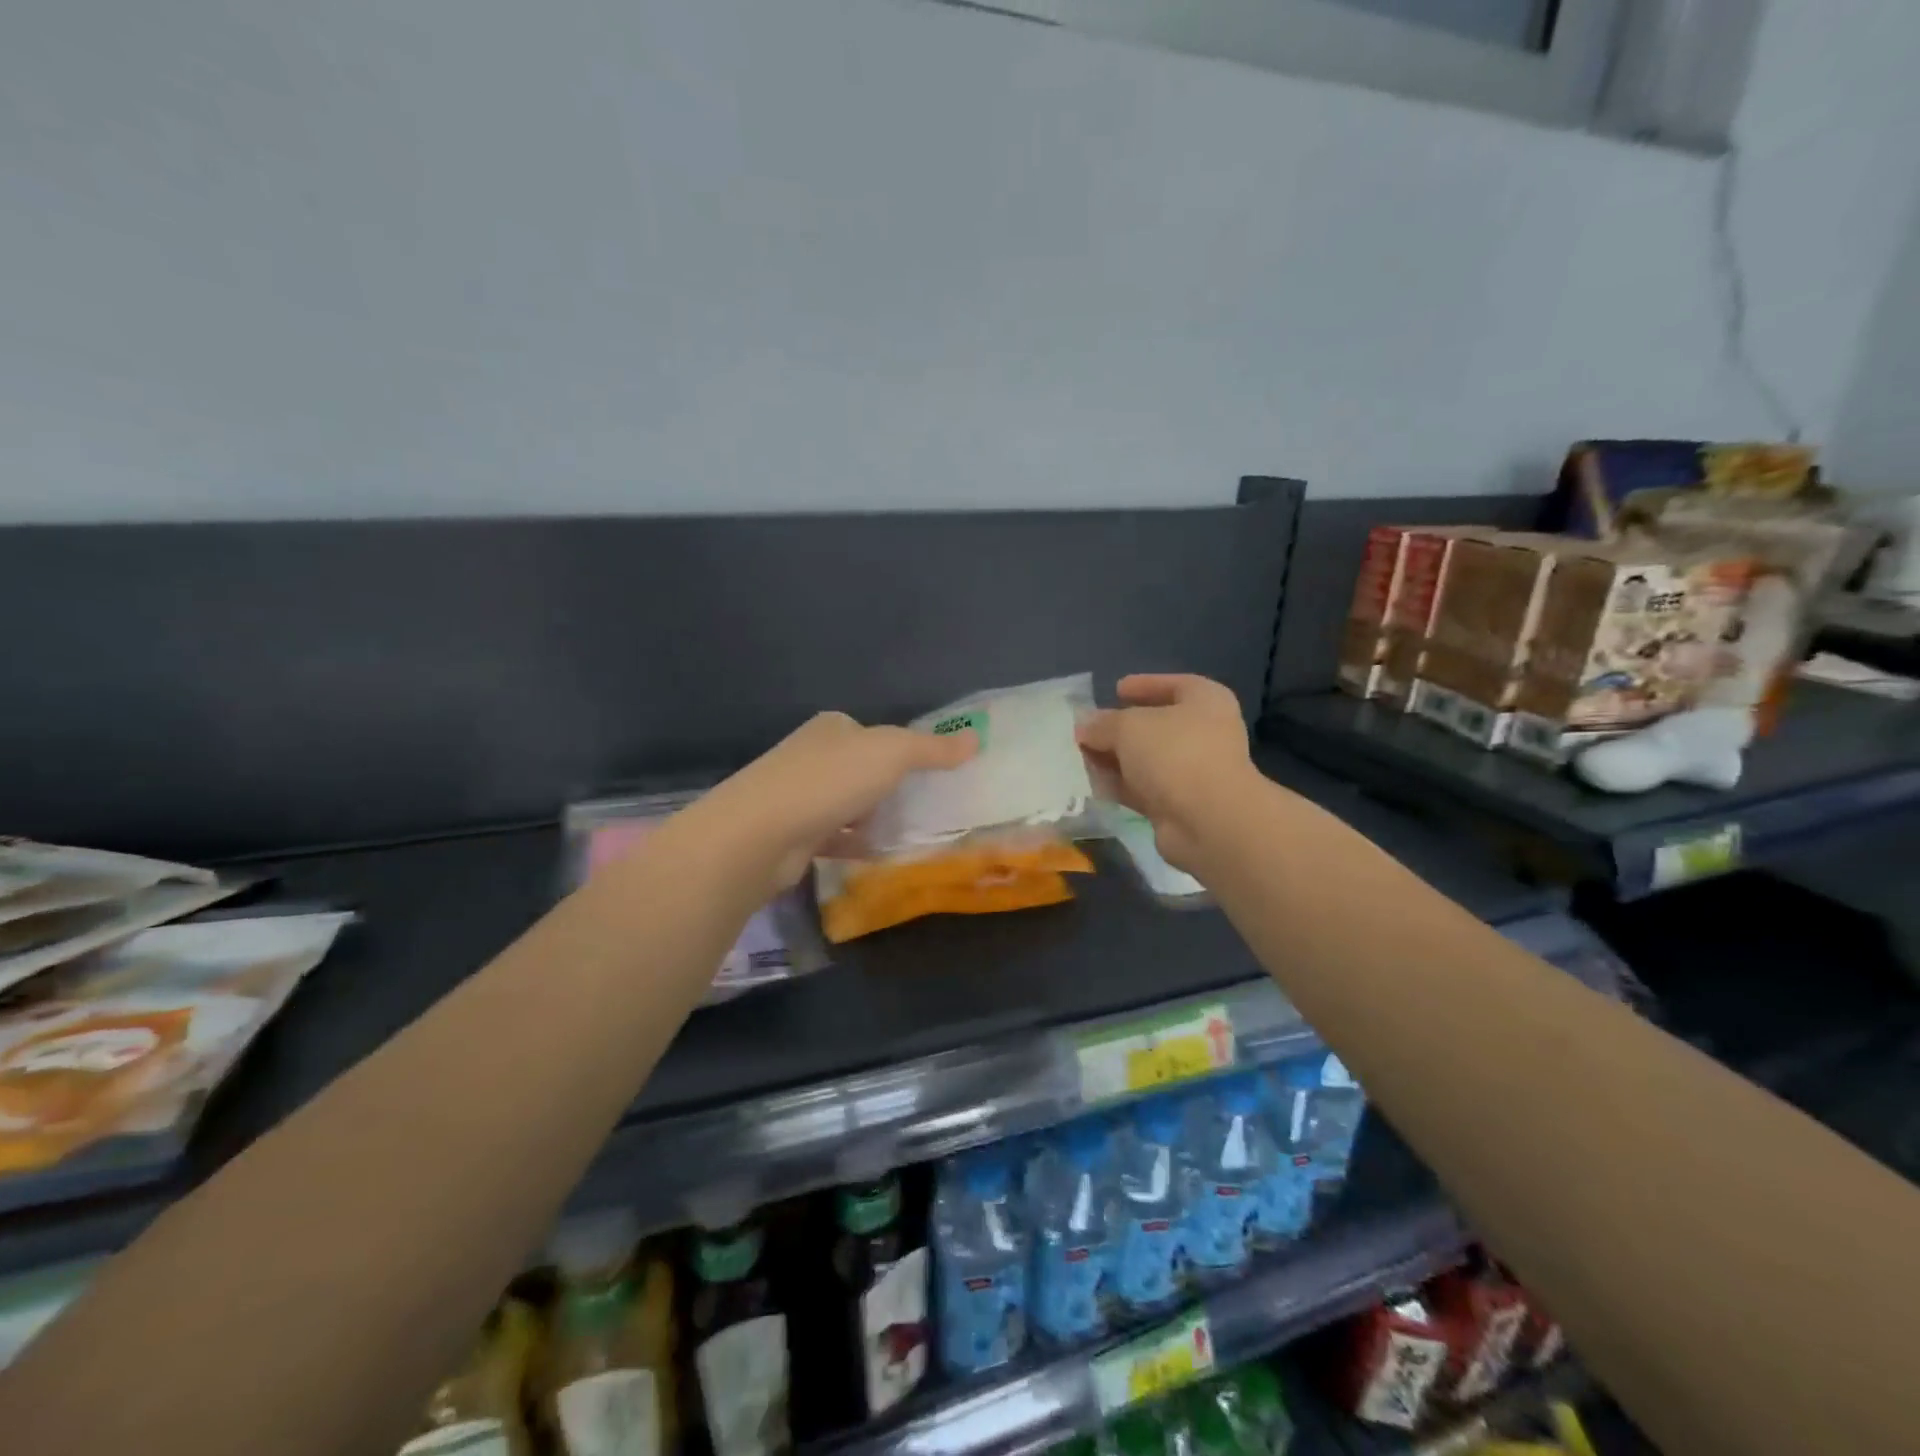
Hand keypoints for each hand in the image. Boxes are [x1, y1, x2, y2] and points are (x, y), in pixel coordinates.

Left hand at [700, 711, 977, 892]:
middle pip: (862, 769)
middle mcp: (813, 756)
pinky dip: (857, 845)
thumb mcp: (891, 753)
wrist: (760, 834)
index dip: (904, 750)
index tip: (934, 774)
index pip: (874, 733)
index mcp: (832, 728)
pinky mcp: (794, 835)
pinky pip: (836, 838)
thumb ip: (932, 748)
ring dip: (874, 817)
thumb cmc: (829, 780)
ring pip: (849, 805)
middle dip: (891, 787)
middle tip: (930, 807)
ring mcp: (799, 796)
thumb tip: (975, 738)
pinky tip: (880, 855)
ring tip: (913, 833)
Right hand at [1076, 674, 1254, 870]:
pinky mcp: (1179, 805)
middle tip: (1089, 728)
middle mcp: (1205, 734)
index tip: (1116, 689)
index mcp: (1206, 702)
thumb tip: (1084, 726)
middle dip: (1120, 727)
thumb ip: (1102, 723)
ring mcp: (1194, 772)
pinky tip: (1091, 784)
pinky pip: (1143, 789)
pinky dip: (1120, 785)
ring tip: (1079, 756)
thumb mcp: (1129, 726)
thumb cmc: (1175, 754)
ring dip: (1115, 759)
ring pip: (1147, 760)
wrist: (1207, 821)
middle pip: (1157, 725)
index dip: (1145, 685)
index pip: (1175, 685)